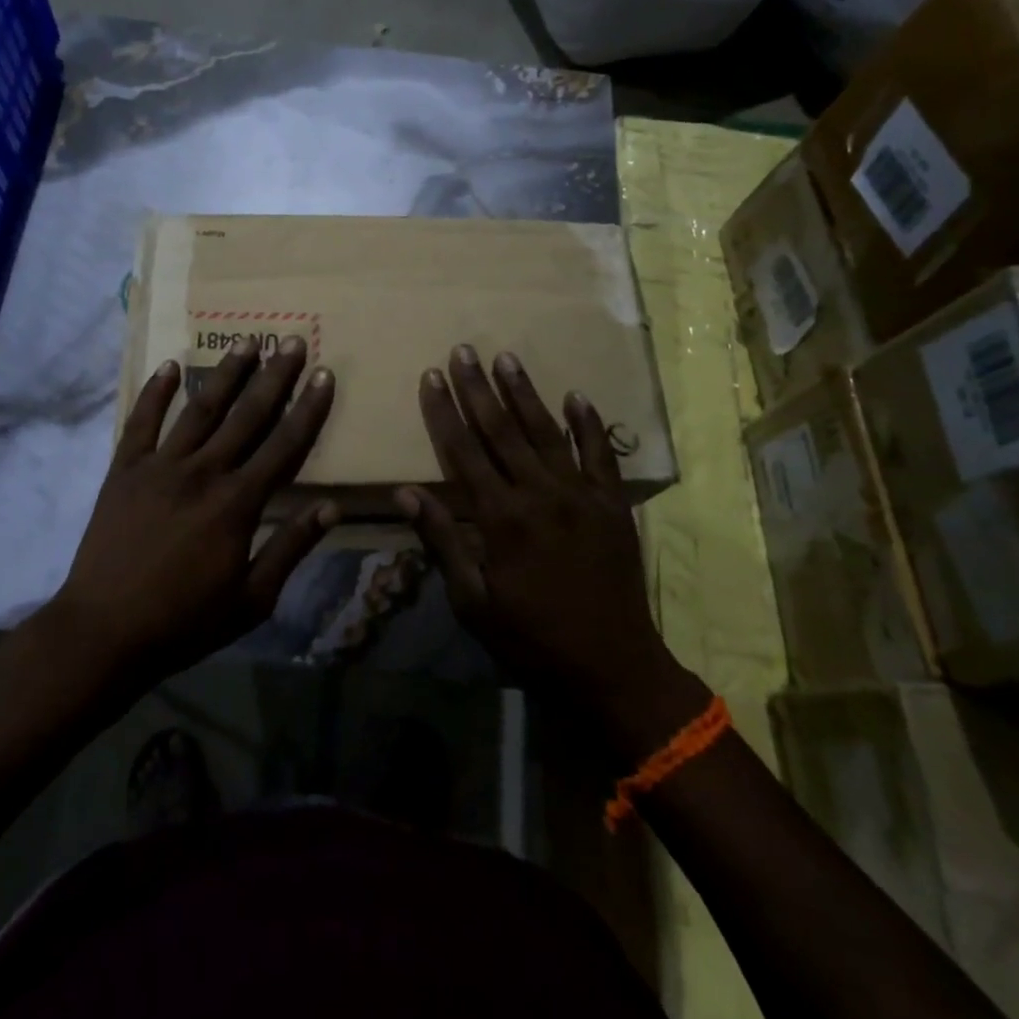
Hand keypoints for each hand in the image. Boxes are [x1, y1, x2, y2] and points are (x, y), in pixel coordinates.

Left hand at [55, 336, 337, 680]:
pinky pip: (141, 422)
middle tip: (292, 340)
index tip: (325, 375)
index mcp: (238, 503)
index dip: (309, 408)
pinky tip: (171, 366)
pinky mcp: (124, 470)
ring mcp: (160, 466)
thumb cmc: (184, 622)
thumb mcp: (252, 599)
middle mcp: (203, 472)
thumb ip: (291, 548)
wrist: (103, 633)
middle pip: (247, 415)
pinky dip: (155, 392)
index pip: (284, 445)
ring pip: (200, 409)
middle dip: (274, 376)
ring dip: (226, 373)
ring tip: (246, 340)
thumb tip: (332, 508)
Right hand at [399, 347, 704, 739]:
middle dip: (478, 388)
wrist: (612, 668)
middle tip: (463, 350)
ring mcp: (581, 495)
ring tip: (506, 358)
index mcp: (500, 518)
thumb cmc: (531, 639)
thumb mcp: (473, 602)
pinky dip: (589, 424)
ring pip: (547, 432)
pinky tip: (576, 395)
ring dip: (525, 393)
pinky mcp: (612, 504)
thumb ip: (443, 541)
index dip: (444, 412)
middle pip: (502, 430)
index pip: (463, 451)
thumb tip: (406, 493)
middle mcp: (539, 494)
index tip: (431, 376)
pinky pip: (601, 454)